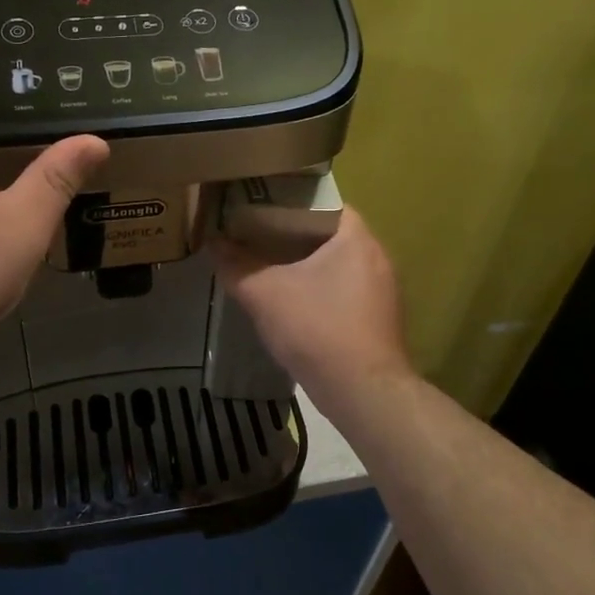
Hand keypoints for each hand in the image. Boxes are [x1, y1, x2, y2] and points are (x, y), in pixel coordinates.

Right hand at [212, 207, 414, 407]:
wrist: (363, 393)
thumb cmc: (317, 329)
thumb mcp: (265, 294)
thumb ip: (236, 266)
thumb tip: (212, 243)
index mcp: (356, 238)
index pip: (323, 202)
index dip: (289, 201)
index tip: (259, 207)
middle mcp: (376, 256)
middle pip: (328, 234)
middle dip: (291, 235)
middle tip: (255, 234)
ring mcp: (382, 290)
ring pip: (336, 265)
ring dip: (305, 265)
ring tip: (267, 265)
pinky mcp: (378, 318)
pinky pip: (343, 290)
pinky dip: (319, 290)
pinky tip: (291, 303)